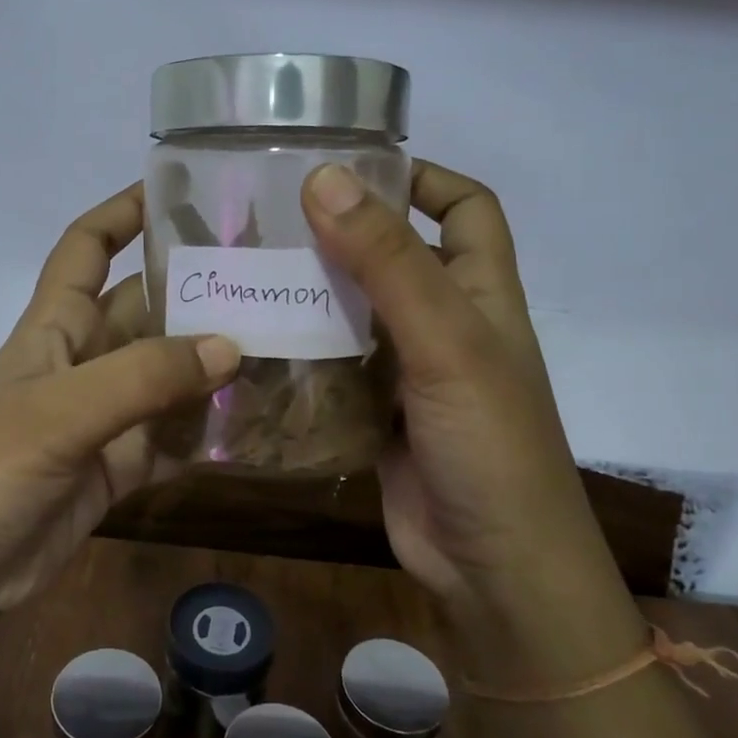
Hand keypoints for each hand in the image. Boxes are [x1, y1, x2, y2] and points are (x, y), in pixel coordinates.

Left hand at [0, 184, 239, 618]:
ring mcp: (105, 415)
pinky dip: (208, 429)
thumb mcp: (61, 413)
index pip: (86, 247)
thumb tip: (231, 346)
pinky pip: (174, 435)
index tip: (179, 190)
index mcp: (55, 327)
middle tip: (269, 275)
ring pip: (168, 373)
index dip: (123, 211)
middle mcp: (84, 361)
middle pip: (145, 308)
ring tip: (282, 342)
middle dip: (196, 289)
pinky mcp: (121, 465)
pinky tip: (257, 422)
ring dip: (213, 363)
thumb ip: (143, 377)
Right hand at [303, 160, 644, 675]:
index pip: (465, 209)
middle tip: (267, 217)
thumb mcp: (445, 342)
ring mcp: (408, 373)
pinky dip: (301, 351)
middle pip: (395, 256)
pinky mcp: (373, 414)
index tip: (353, 167)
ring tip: (245, 269)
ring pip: (356, 313)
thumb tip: (326, 177)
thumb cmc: (488, 445)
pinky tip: (253, 339)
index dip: (422, 179)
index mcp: (481, 293)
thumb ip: (387, 262)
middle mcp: (446, 324)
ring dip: (312, 293)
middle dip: (342, 233)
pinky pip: (333, 367)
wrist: (492, 570)